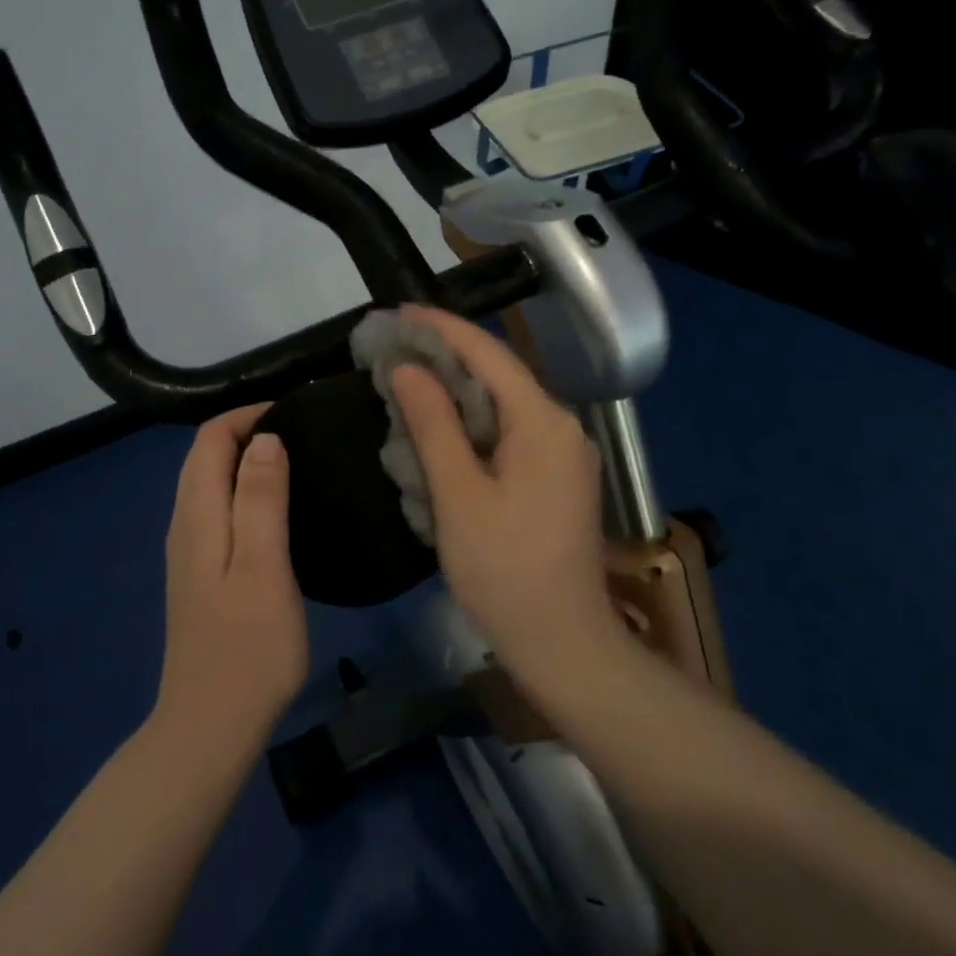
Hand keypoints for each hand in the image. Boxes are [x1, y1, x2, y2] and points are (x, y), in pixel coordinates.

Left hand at [154, 405, 309, 754]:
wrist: (211, 726)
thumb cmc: (248, 649)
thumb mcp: (263, 567)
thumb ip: (260, 499)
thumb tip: (264, 438)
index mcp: (197, 516)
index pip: (210, 438)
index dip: (248, 415)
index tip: (297, 414)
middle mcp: (185, 525)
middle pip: (205, 457)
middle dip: (247, 431)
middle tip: (305, 434)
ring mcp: (190, 552)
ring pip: (210, 483)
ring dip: (246, 461)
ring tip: (298, 463)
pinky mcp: (201, 575)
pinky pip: (217, 511)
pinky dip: (244, 491)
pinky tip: (279, 510)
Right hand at [389, 306, 625, 684]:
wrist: (562, 642)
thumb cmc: (504, 569)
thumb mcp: (459, 494)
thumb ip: (433, 424)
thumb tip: (408, 368)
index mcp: (543, 422)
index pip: (489, 354)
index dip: (442, 328)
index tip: (399, 313)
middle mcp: (562, 426)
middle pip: (499, 375)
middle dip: (446, 357)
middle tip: (392, 348)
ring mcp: (564, 454)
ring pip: (503, 405)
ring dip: (456, 392)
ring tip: (406, 380)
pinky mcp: (557, 479)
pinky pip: (510, 434)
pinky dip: (472, 424)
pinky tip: (439, 429)